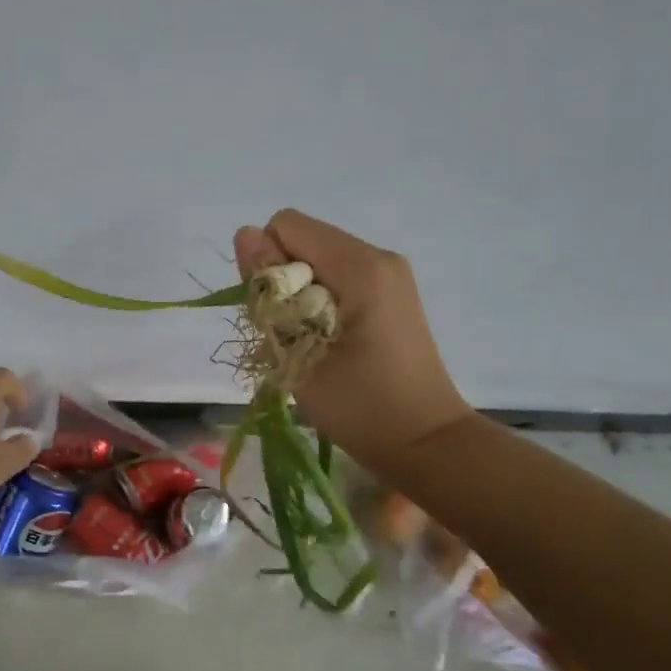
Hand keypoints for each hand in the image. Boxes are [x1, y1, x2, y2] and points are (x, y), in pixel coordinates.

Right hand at [233, 209, 471, 465]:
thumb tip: (244, 235)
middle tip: (292, 335)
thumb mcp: (298, 353)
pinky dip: (318, 303)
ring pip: (316, 261)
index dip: (268, 266)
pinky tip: (327, 342)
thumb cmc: (360, 406)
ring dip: (298, 296)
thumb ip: (268, 292)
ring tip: (309, 343)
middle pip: (302, 241)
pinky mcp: (390, 293)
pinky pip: (336, 277)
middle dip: (282, 281)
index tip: (279, 314)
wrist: (425, 444)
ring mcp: (388, 274)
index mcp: (360, 266)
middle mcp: (378, 257)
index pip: (286, 227)